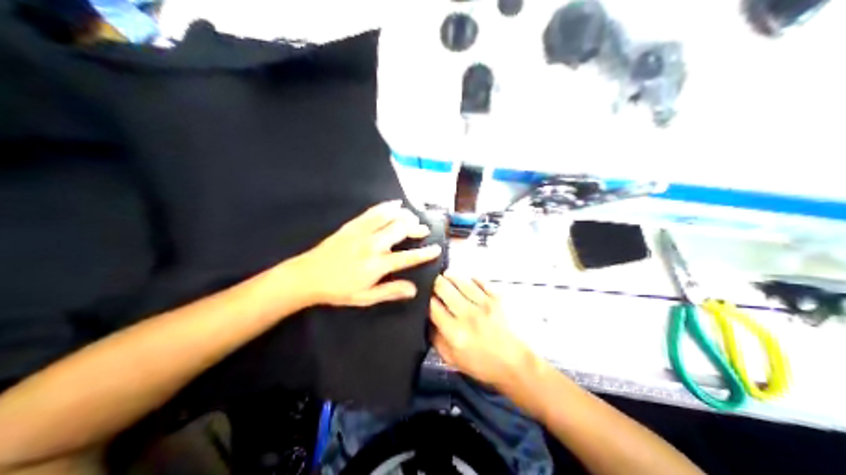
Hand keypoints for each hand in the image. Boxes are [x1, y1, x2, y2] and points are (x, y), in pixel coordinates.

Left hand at [292, 200, 443, 306]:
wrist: (308, 276)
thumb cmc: (338, 291)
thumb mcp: (365, 297)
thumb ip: (390, 292)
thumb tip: (413, 290)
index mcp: (377, 265)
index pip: (407, 257)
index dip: (425, 253)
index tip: (436, 248)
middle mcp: (373, 245)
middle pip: (401, 230)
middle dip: (416, 228)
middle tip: (423, 229)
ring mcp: (362, 232)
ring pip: (388, 217)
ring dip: (404, 215)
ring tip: (413, 217)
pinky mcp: (352, 225)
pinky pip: (372, 212)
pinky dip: (386, 206)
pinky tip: (395, 204)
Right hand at [431, 275, 534, 389]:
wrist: (519, 365)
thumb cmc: (485, 366)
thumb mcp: (453, 360)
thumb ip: (436, 340)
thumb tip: (426, 320)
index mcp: (455, 333)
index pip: (431, 306)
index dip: (424, 299)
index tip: (423, 298)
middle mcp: (468, 315)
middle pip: (443, 287)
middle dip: (434, 283)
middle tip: (433, 284)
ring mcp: (485, 304)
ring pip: (460, 280)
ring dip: (450, 277)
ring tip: (447, 277)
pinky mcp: (499, 298)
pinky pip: (480, 281)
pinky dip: (471, 279)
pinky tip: (468, 281)